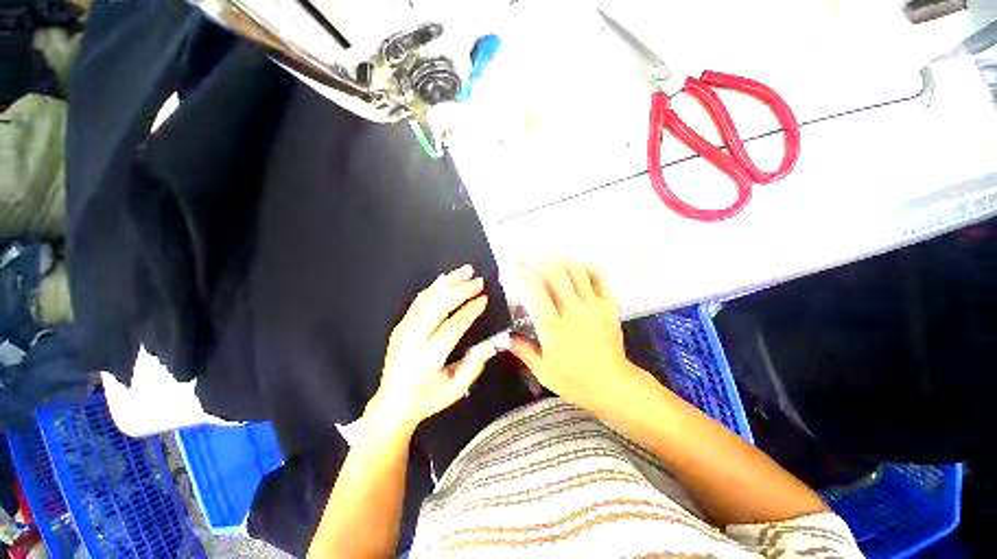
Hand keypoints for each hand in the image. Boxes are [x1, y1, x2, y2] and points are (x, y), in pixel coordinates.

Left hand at [367, 264, 499, 433]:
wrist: (392, 402)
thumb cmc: (428, 399)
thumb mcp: (455, 390)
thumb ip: (473, 367)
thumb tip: (491, 344)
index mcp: (427, 358)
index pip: (452, 326)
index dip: (470, 310)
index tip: (485, 298)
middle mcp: (413, 339)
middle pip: (439, 306)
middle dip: (461, 290)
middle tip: (479, 280)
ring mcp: (404, 329)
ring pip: (428, 298)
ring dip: (448, 282)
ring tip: (466, 270)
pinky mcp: (401, 325)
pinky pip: (419, 300)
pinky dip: (434, 287)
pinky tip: (445, 279)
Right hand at [509, 262, 638, 415]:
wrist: (612, 385)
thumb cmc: (574, 381)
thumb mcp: (543, 371)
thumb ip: (523, 351)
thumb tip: (507, 338)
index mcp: (554, 328)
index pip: (536, 292)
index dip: (523, 278)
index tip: (515, 275)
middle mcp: (574, 312)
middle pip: (556, 274)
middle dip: (537, 263)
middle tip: (526, 262)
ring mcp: (594, 306)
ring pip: (576, 271)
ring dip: (559, 262)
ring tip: (546, 262)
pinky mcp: (609, 306)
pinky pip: (598, 278)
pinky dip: (584, 268)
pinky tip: (574, 268)